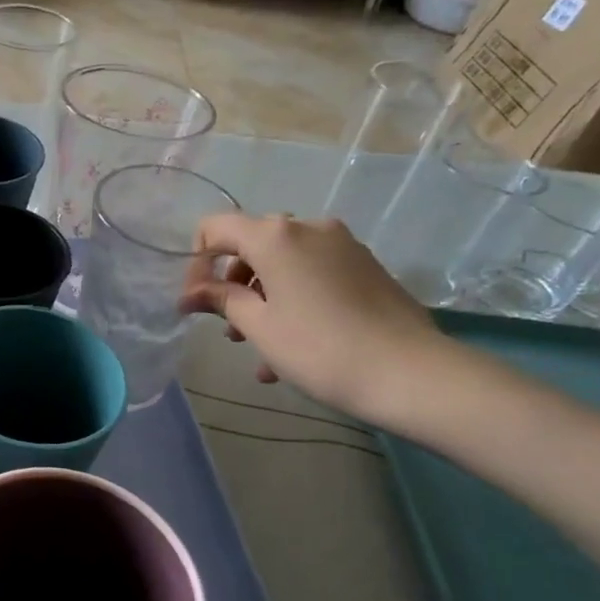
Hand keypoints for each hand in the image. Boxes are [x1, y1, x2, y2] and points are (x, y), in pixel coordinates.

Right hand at [181, 213, 451, 427]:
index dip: (196, 262)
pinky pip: (313, 276)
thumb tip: (190, 294)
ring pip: (284, 264)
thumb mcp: (259, 326)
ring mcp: (342, 245)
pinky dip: (293, 301)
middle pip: (252, 245)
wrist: (409, 372)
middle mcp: (308, 228)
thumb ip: (221, 300)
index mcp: (276, 236)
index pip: (215, 228)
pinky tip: (291, 350)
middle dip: (232, 285)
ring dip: (262, 299)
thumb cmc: (319, 348)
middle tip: (229, 329)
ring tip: (258, 349)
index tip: (196, 302)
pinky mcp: (364, 267)